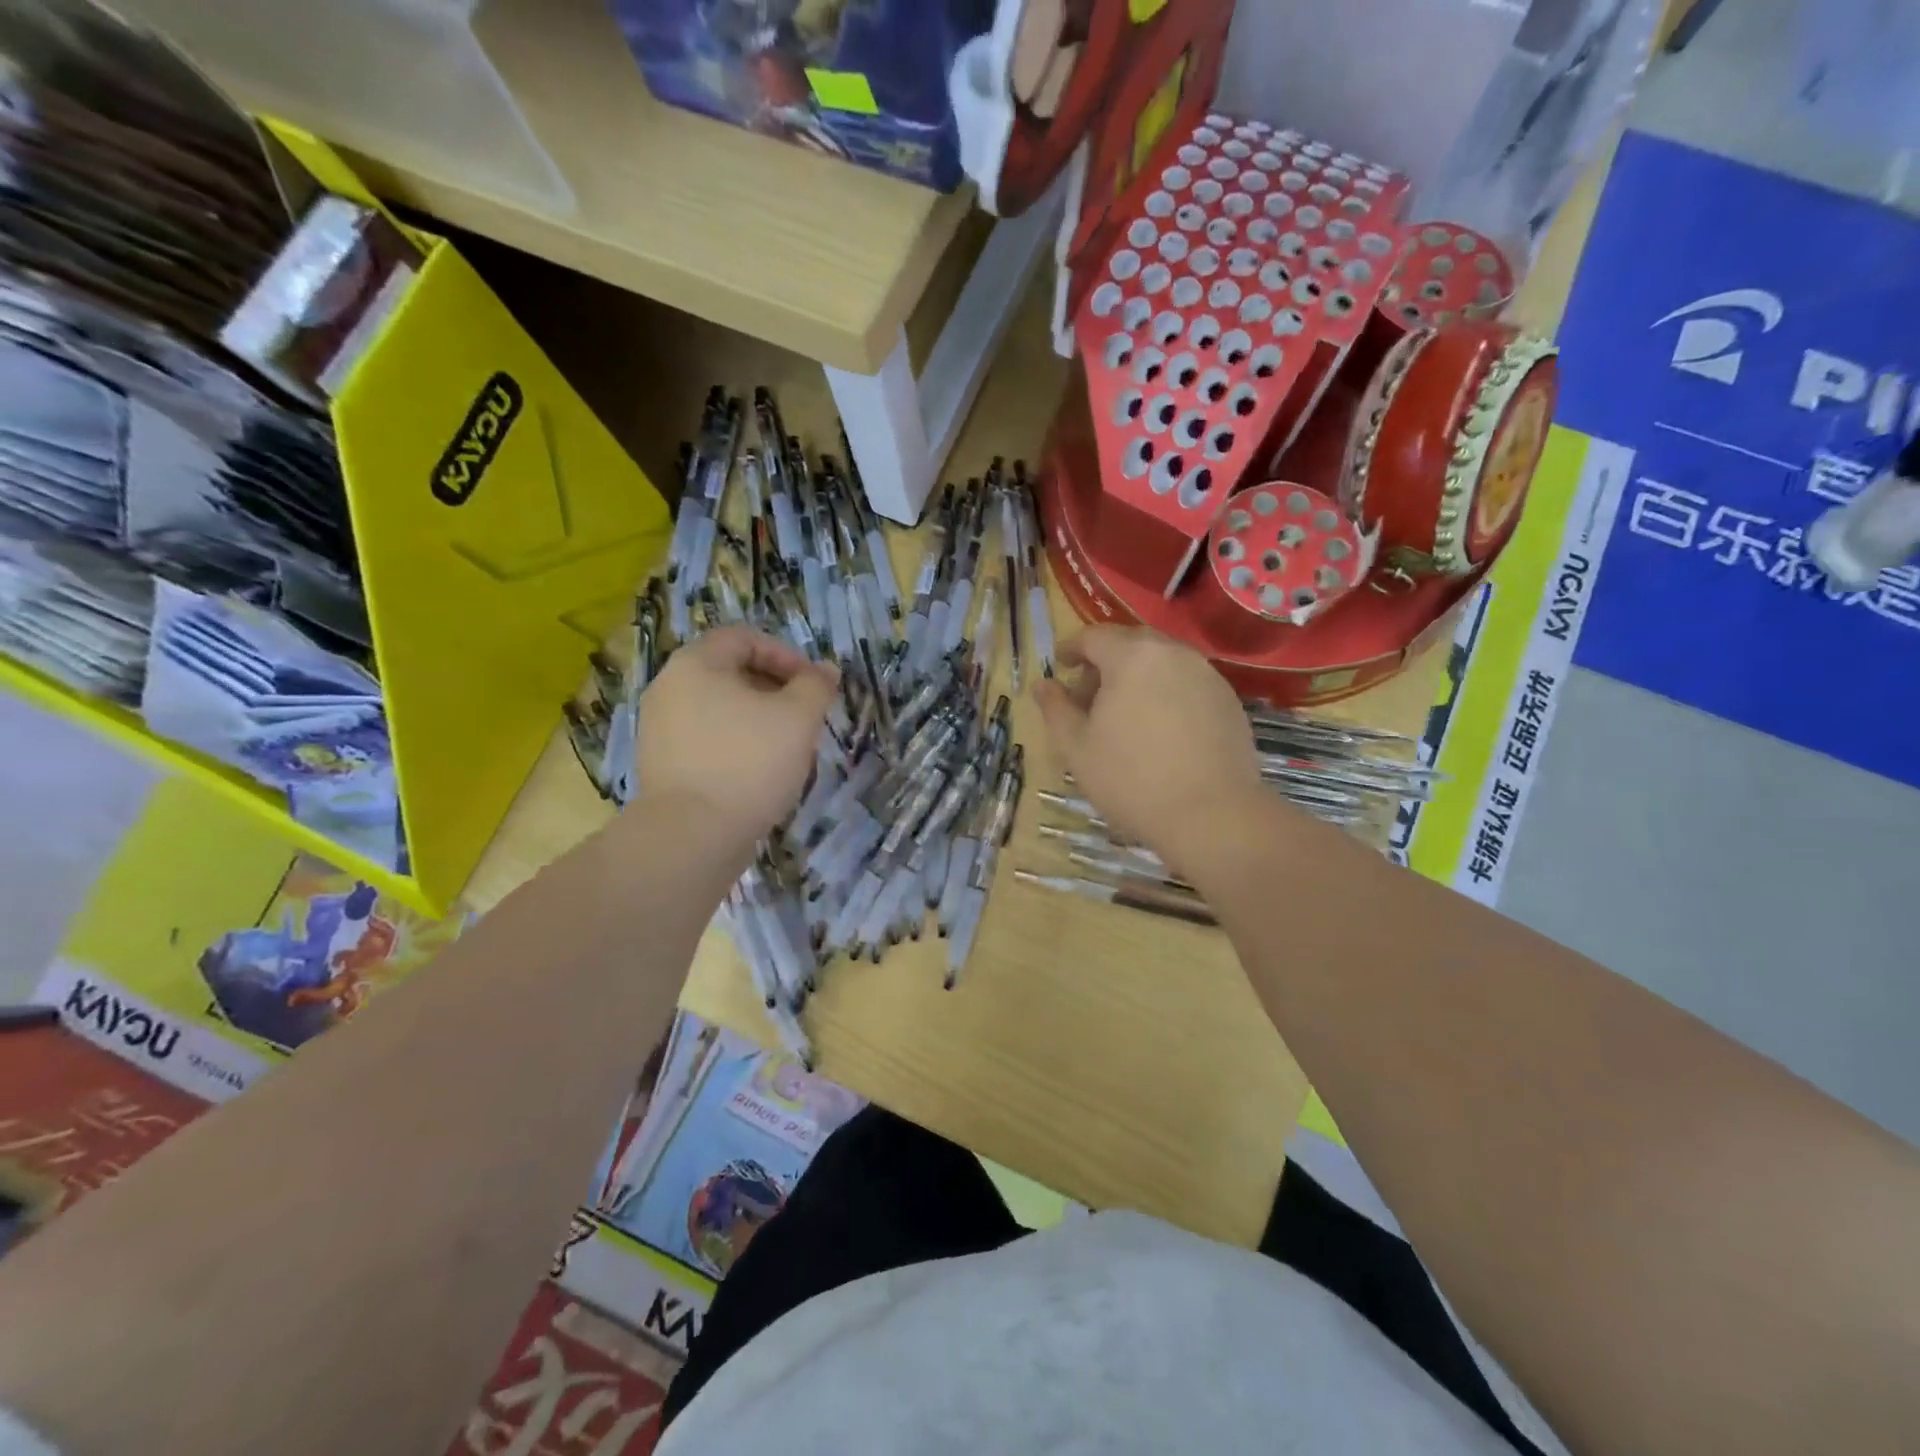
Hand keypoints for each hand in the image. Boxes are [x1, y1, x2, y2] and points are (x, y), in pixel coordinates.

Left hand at [636, 626, 838, 848]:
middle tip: (804, 717)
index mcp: (696, 663)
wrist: (692, 835)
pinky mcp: (660, 763)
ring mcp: (659, 727)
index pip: (745, 638)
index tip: (812, 686)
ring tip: (785, 747)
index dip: (786, 655)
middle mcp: (668, 687)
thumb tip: (825, 671)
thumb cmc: (749, 763)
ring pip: (719, 707)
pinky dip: (735, 744)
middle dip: (774, 689)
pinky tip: (757, 772)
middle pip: (730, 672)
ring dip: (757, 718)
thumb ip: (816, 686)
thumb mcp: (799, 718)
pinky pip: (706, 738)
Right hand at [1034, 627, 1262, 874]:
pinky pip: (1187, 683)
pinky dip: (1166, 694)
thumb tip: (1042, 684)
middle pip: (1130, 644)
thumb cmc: (1131, 779)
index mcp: (1132, 657)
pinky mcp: (1229, 700)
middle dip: (1105, 663)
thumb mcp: (1076, 748)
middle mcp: (1173, 653)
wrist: (1212, 815)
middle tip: (1089, 697)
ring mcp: (1207, 675)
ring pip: (1162, 663)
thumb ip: (1055, 709)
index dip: (1071, 648)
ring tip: (1124, 717)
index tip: (1060, 667)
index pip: (1094, 636)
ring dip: (1137, 678)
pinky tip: (1160, 731)